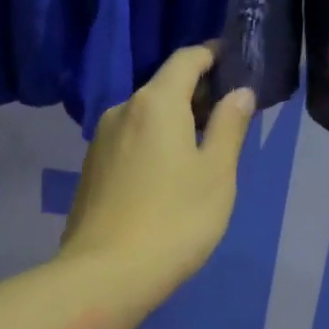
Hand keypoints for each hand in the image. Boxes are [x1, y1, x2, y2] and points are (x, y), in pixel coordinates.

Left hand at [60, 43, 254, 305]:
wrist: (106, 274)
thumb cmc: (175, 220)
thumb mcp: (217, 173)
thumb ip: (229, 126)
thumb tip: (238, 92)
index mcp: (155, 102)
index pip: (186, 59)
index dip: (213, 54)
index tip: (236, 63)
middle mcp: (122, 110)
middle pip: (163, 87)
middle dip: (197, 93)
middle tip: (229, 114)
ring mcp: (100, 141)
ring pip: (144, 117)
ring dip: (174, 121)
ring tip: (202, 148)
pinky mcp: (91, 169)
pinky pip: (129, 141)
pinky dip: (153, 143)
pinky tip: (168, 174)